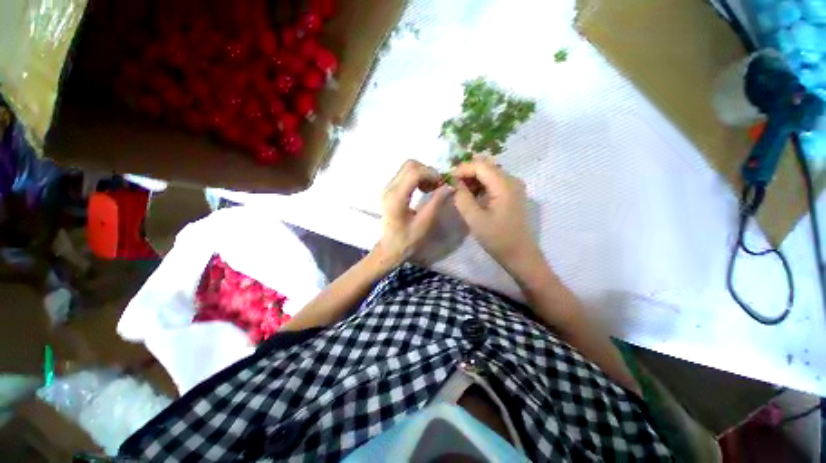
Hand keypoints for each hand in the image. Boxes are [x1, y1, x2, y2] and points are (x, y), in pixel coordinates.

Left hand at [375, 160, 450, 266]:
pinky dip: (417, 177)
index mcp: (396, 198)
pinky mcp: (389, 190)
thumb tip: (449, 186)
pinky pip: (405, 175)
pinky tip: (423, 190)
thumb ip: (436, 202)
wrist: (389, 248)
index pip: (413, 172)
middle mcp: (389, 188)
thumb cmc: (407, 240)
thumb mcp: (424, 223)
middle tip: (437, 186)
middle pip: (410, 165)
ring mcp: (387, 188)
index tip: (442, 184)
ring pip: (407, 168)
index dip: (431, 174)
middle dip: (427, 172)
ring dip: (423, 174)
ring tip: (432, 188)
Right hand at [452, 157, 539, 271]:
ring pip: (489, 173)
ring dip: (473, 179)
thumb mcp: (474, 219)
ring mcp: (513, 186)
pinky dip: (480, 185)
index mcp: (504, 185)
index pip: (480, 165)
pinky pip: (493, 182)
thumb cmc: (497, 238)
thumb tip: (454, 184)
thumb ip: (462, 198)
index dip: (462, 169)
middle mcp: (511, 180)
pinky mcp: (512, 193)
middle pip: (485, 166)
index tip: (448, 180)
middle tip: (453, 186)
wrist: (519, 253)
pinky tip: (472, 196)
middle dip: (467, 173)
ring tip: (460, 192)